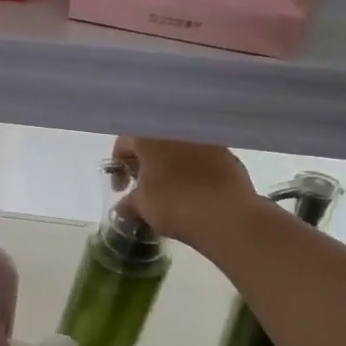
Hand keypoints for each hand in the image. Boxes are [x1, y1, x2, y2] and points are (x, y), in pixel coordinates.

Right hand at [112, 136, 255, 251]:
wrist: (227, 215)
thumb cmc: (174, 204)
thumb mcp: (141, 207)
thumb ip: (127, 203)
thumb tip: (124, 207)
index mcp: (149, 137)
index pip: (124, 143)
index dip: (118, 167)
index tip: (120, 189)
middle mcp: (177, 130)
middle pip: (152, 144)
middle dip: (144, 164)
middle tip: (142, 188)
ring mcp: (205, 141)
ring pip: (178, 150)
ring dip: (169, 166)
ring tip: (168, 191)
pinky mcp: (227, 155)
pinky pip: (200, 159)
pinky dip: (192, 171)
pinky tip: (193, 192)